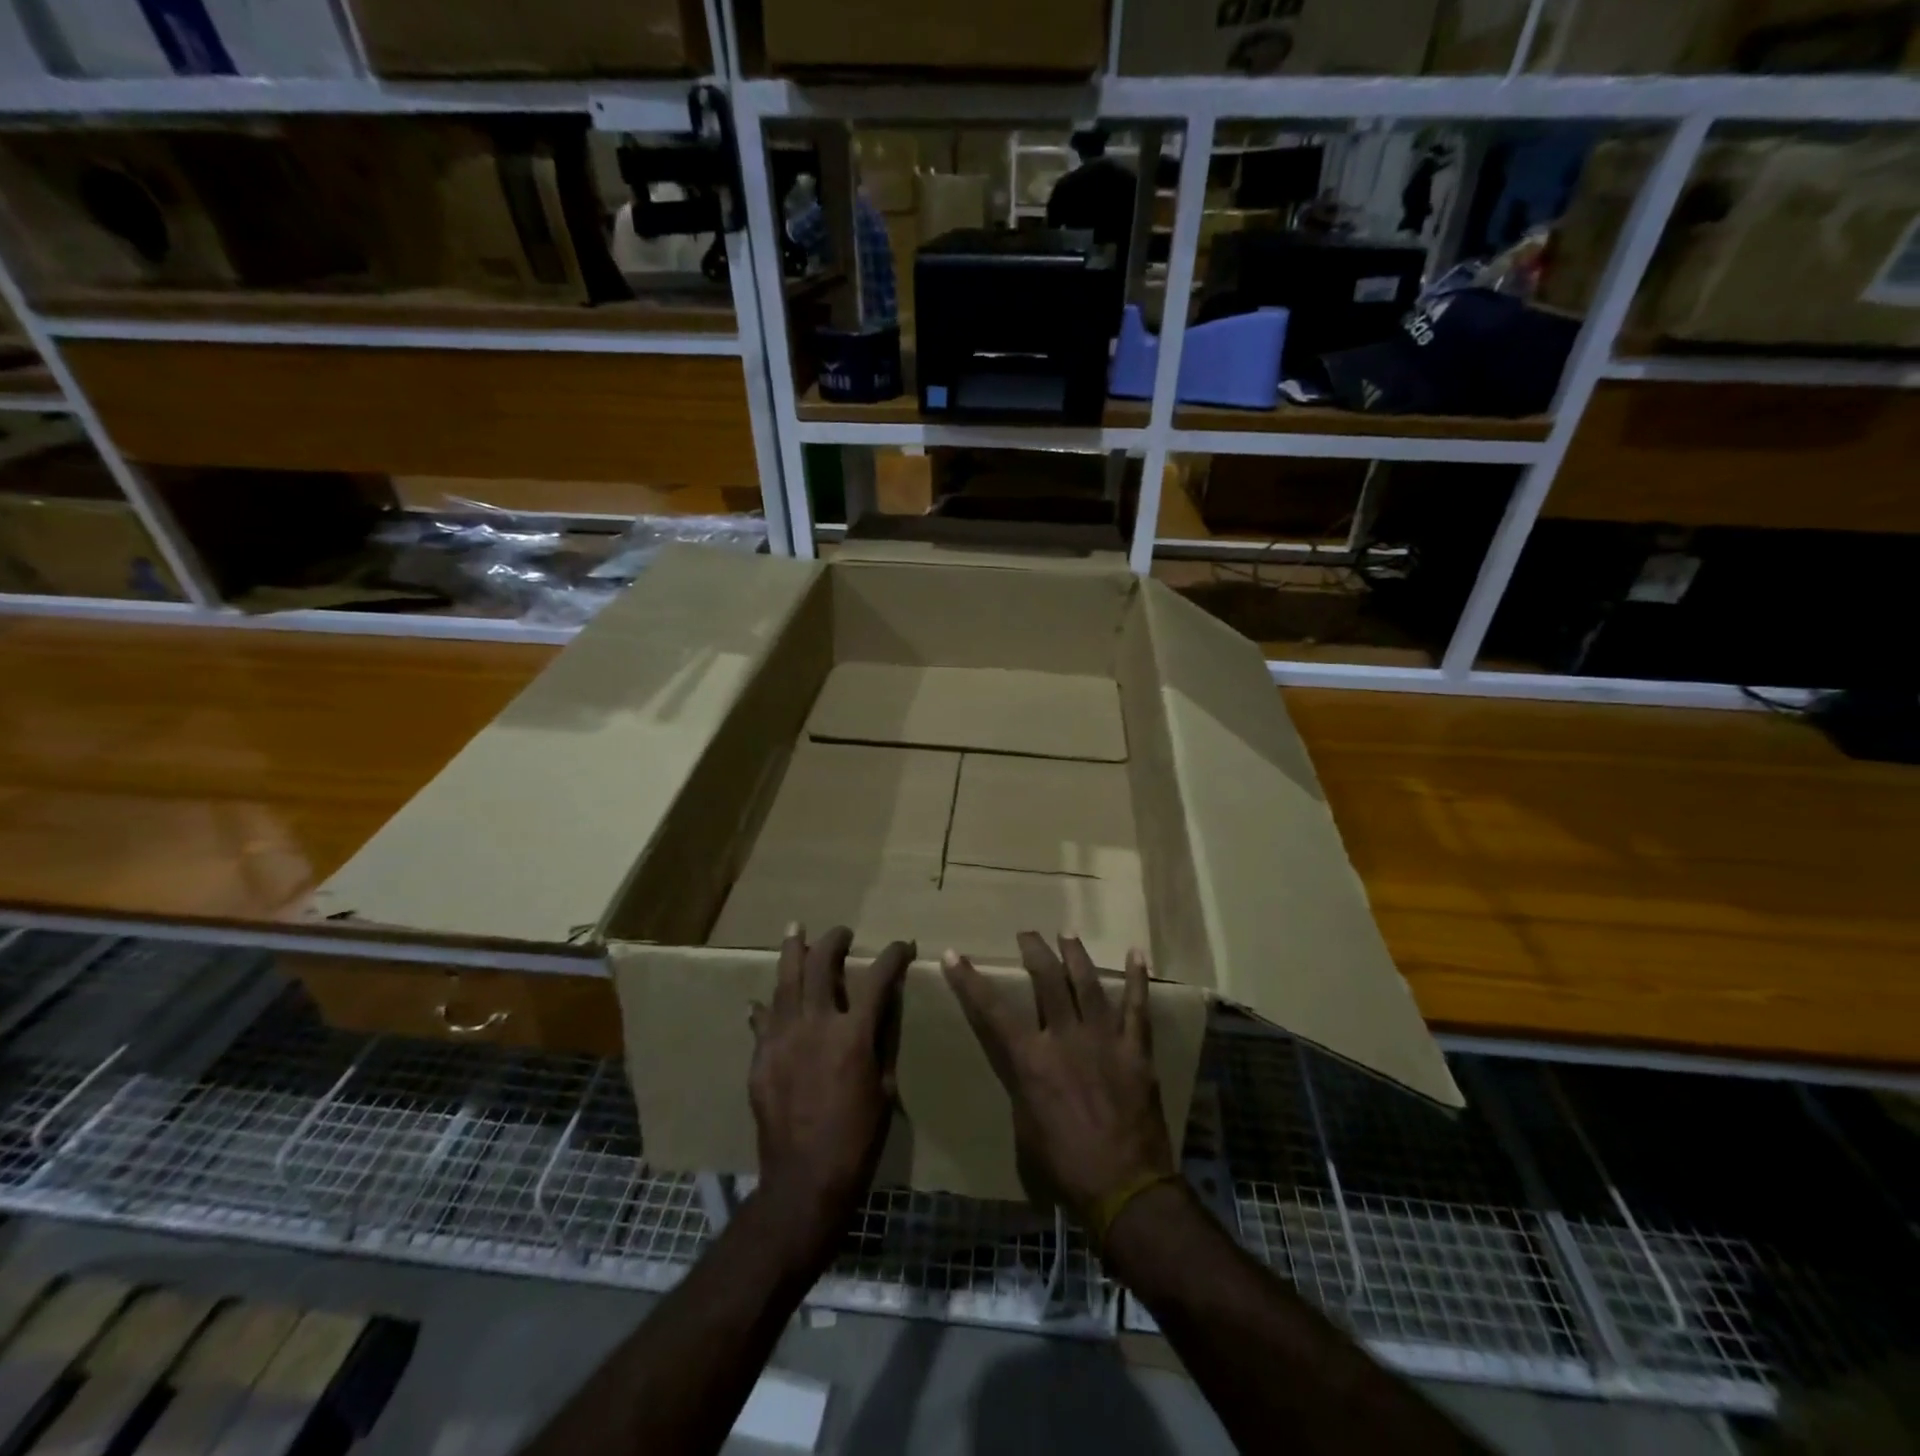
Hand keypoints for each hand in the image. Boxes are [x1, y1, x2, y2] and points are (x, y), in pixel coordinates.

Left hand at [748, 925, 911, 1259]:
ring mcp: (783, 1038)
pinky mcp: (761, 1057)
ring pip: (785, 980)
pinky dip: (767, 1005)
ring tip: (795, 928)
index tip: (902, 946)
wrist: (806, 1180)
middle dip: (834, 941)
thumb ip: (882, 1041)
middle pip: (822, 965)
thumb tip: (883, 1007)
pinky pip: (763, 1019)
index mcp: (854, 1034)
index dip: (893, 956)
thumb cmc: (858, 1138)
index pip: (878, 978)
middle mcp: (816, 1025)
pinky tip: (765, 998)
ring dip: (792, 950)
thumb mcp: (884, 1087)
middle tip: (842, 932)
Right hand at [942, 932, 1175, 1231]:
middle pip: (1047, 980)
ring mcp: (1104, 1039)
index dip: (969, 981)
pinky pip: (1138, 1007)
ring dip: (1075, 954)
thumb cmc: (1065, 1166)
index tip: (954, 954)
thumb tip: (1024, 1064)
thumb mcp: (1026, 1128)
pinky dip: (1138, 978)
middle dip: (1034, 950)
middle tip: (1027, 933)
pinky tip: (1137, 953)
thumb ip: (1023, 1085)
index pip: (992, 1010)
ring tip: (1067, 932)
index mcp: (1032, 1060)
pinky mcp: (1135, 1050)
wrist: (1125, 1188)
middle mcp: (1065, 1038)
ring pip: (1088, 983)